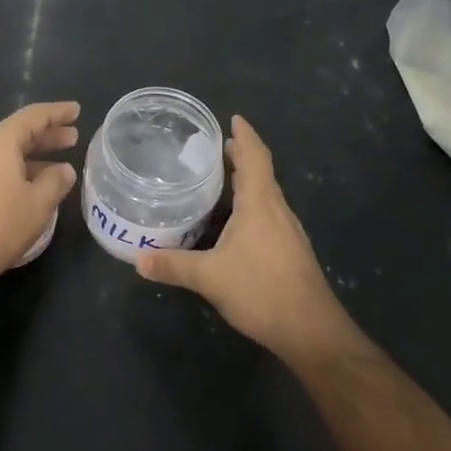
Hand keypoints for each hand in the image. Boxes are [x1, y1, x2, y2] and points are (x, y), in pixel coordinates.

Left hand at [0, 102, 80, 294]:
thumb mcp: (36, 205)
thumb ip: (55, 182)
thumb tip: (65, 169)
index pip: (33, 116)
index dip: (58, 113)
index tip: (77, 110)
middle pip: (18, 133)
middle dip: (47, 135)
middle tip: (73, 137)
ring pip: (6, 152)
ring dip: (32, 156)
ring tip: (58, 165)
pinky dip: (16, 170)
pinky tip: (30, 186)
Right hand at [134, 116, 348, 367]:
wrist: (312, 332)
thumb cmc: (262, 291)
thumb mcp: (210, 278)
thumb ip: (173, 266)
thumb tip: (138, 260)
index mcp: (261, 204)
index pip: (255, 157)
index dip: (245, 136)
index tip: (233, 118)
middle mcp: (277, 211)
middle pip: (261, 172)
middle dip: (241, 156)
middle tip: (214, 147)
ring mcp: (288, 232)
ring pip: (266, 194)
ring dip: (247, 180)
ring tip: (220, 177)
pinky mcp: (290, 251)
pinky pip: (268, 213)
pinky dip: (251, 203)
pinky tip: (234, 220)